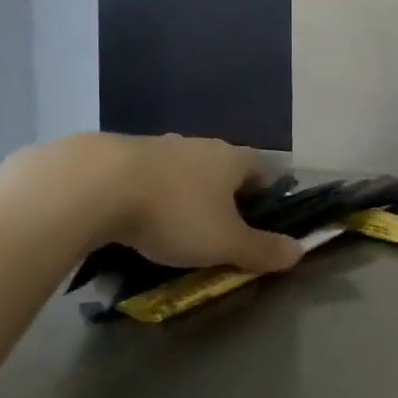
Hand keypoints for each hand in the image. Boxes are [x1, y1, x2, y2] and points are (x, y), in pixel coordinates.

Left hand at [0, 133, 302, 281]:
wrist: (98, 184)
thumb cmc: (175, 213)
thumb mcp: (225, 242)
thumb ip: (262, 249)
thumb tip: (299, 252)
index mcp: (233, 158)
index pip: (262, 173)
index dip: (264, 199)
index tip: (255, 227)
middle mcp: (200, 145)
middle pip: (222, 171)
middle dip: (221, 200)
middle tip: (213, 235)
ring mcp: (160, 145)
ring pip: (184, 173)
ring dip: (183, 197)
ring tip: (171, 231)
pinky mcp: (122, 153)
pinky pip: (148, 177)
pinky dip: (148, 196)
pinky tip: (135, 220)